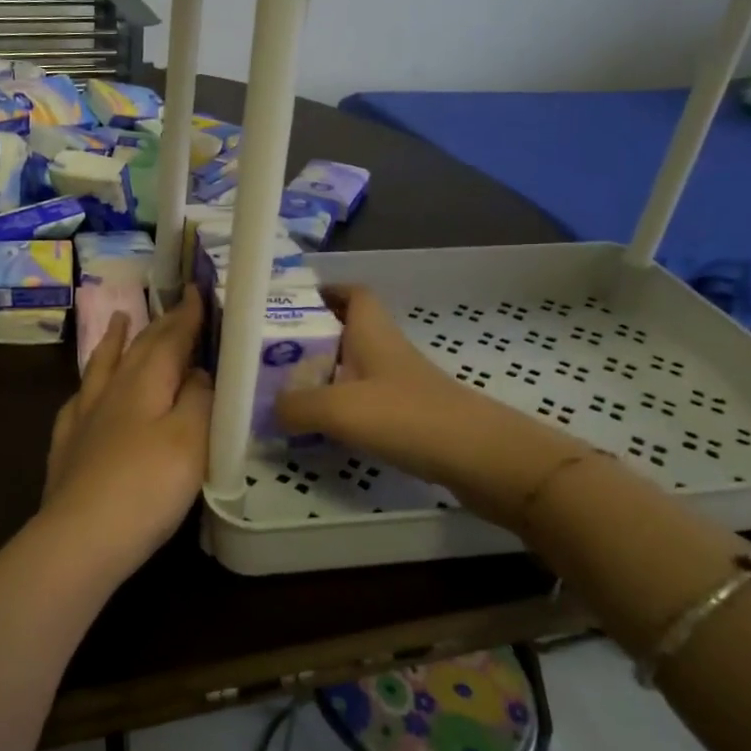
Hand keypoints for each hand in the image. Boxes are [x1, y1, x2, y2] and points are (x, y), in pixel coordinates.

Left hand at [39, 285, 213, 576]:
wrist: (81, 537)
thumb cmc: (148, 487)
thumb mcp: (191, 440)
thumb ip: (198, 399)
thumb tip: (196, 372)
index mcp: (146, 382)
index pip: (171, 337)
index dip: (186, 314)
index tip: (197, 289)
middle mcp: (112, 389)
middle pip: (139, 348)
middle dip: (159, 324)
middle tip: (173, 305)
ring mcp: (84, 416)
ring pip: (101, 366)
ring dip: (114, 340)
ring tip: (119, 318)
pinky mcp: (67, 444)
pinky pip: (78, 399)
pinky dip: (88, 384)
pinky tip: (85, 390)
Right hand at [274, 287, 580, 527]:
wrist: (481, 459)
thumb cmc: (407, 416)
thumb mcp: (337, 408)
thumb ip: (294, 405)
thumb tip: (269, 409)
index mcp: (372, 333)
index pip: (353, 294)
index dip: (325, 291)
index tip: (291, 303)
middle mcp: (386, 352)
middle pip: (347, 332)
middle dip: (312, 339)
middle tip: (272, 356)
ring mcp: (402, 385)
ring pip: (355, 369)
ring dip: (325, 376)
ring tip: (287, 393)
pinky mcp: (411, 417)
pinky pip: (367, 402)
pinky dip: (343, 409)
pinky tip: (323, 428)